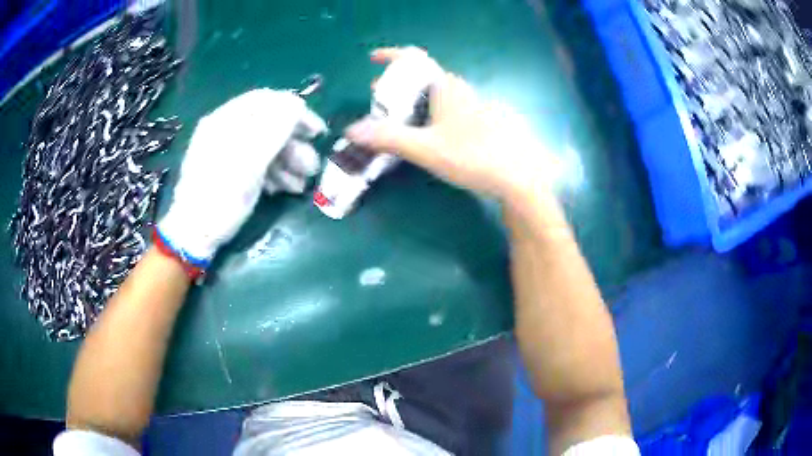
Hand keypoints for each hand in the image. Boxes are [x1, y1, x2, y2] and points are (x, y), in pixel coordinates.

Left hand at [158, 89, 324, 265]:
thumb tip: (297, 104)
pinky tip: (284, 189)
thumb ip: (273, 130)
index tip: (316, 132)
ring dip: (288, 163)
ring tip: (300, 185)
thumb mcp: (248, 162)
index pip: (267, 101)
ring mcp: (229, 151)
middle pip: (268, 125)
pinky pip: (257, 162)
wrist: (194, 234)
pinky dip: (273, 173)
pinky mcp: (231, 170)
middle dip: (293, 145)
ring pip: (265, 147)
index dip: (295, 112)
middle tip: (311, 167)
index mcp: (226, 119)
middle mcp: (227, 130)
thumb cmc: (219, 196)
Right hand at [345, 48, 549, 204]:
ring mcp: (475, 103)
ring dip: (414, 99)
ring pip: (437, 93)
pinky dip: (431, 110)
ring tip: (399, 118)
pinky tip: (429, 132)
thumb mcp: (425, 148)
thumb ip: (387, 138)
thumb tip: (351, 130)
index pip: (414, 58)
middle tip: (379, 100)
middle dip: (398, 84)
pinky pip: (450, 106)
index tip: (373, 59)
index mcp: (445, 86)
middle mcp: (460, 88)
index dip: (392, 55)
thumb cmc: (471, 156)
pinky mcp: (483, 119)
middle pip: (423, 76)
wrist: (518, 176)